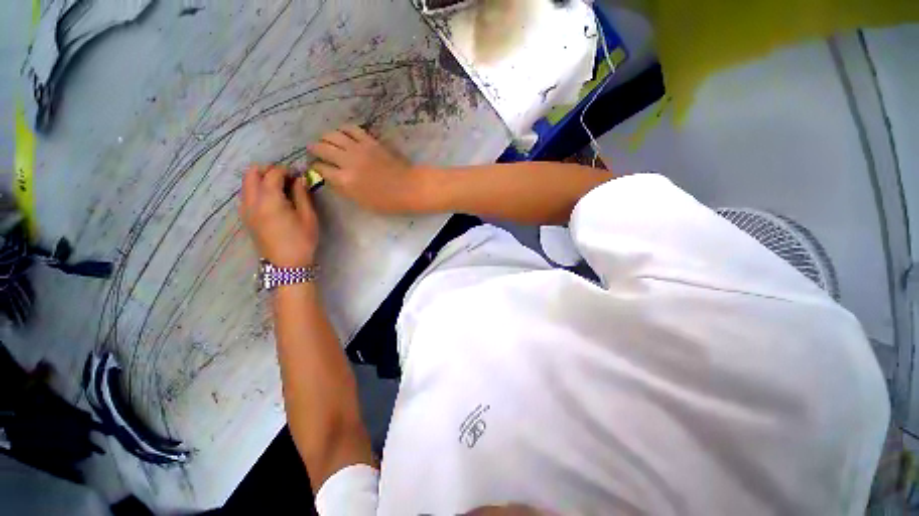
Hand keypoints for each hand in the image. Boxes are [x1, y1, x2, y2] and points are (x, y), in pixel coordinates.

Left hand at [240, 165, 318, 267]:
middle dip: (269, 170)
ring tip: (281, 189)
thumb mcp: (308, 217)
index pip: (273, 173)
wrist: (286, 264)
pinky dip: (257, 190)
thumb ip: (302, 195)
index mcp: (269, 199)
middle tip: (287, 179)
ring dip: (261, 179)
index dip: (286, 170)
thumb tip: (300, 179)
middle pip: (252, 173)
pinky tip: (272, 200)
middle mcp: (252, 200)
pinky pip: (246, 194)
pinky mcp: (245, 217)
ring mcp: (245, 209)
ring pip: (246, 183)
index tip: (299, 176)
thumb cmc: (302, 240)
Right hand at [308, 125, 429, 213]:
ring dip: (325, 137)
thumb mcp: (361, 202)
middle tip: (315, 151)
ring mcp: (359, 148)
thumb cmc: (387, 201)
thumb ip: (343, 189)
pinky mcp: (370, 141)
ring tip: (326, 141)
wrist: (409, 187)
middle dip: (315, 149)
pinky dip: (343, 129)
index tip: (316, 168)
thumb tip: (331, 179)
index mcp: (345, 180)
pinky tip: (342, 134)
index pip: (320, 169)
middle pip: (322, 148)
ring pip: (333, 135)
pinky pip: (351, 128)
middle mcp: (347, 161)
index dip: (315, 168)